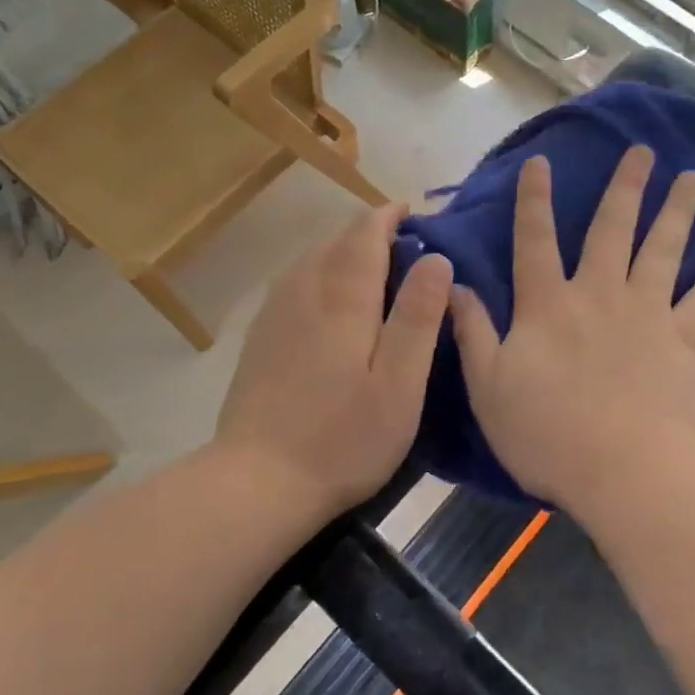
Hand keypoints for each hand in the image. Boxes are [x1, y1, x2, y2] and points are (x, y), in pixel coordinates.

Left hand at [215, 203, 452, 518]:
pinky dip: (318, 274)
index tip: (414, 212)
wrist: (258, 482)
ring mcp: (274, 314)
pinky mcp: (259, 338)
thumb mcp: (400, 384)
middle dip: (369, 232)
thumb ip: (418, 317)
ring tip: (372, 268)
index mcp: (342, 298)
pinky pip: (293, 283)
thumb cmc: (343, 438)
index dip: (389, 216)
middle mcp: (303, 292)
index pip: (364, 234)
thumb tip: (437, 258)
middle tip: (405, 246)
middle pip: (335, 241)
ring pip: (310, 260)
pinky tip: (328, 300)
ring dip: (342, 251)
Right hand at [450, 147, 694, 512]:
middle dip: (625, 187)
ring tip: (694, 177)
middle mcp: (599, 294)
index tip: (540, 162)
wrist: (624, 470)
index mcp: (548, 305)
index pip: (534, 241)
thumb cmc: (547, 434)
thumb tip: (456, 286)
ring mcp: (647, 312)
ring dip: (679, 210)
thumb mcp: (488, 387)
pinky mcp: (685, 339)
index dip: (534, 200)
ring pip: (664, 249)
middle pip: (612, 230)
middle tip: (643, 150)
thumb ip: (473, 332)